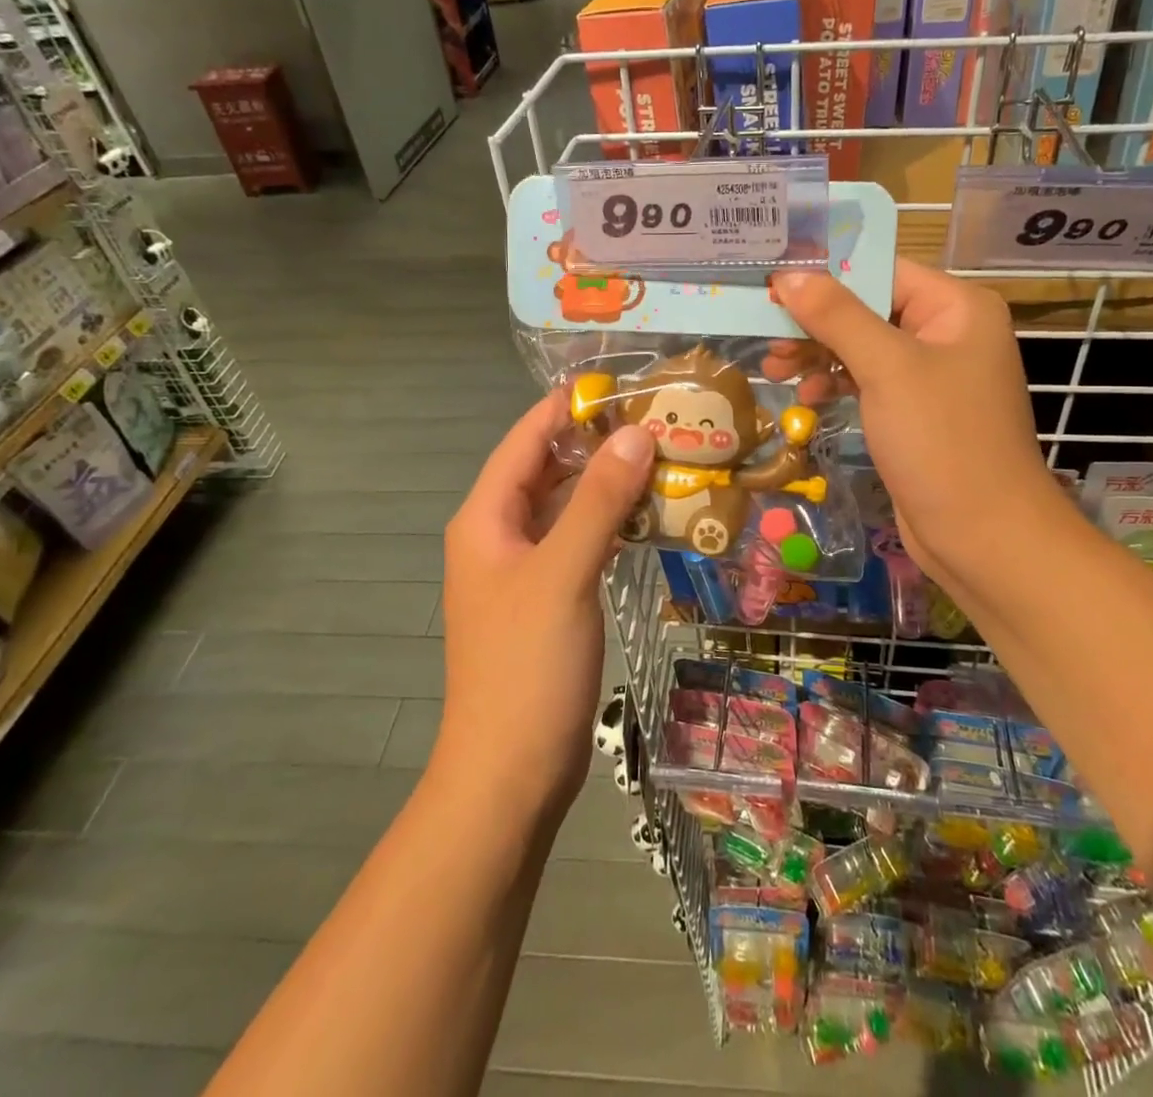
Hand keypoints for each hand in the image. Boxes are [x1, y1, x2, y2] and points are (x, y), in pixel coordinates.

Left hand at [434, 397, 654, 824]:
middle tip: (661, 418)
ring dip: (609, 482)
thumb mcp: (564, 573)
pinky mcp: (548, 598)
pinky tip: (651, 514)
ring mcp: (524, 569)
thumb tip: (636, 432)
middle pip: (547, 469)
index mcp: (487, 518)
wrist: (510, 772)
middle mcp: (500, 535)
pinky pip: (580, 541)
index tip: (624, 380)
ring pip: (567, 506)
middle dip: (598, 442)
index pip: (526, 438)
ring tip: (666, 455)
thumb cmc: (527, 666)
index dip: (568, 406)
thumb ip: (598, 500)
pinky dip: (611, 522)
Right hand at [771, 262, 1059, 601]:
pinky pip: (869, 381)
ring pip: (863, 346)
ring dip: (818, 354)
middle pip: (869, 308)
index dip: (826, 276)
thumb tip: (788, 276)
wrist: (982, 536)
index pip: (882, 270)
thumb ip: (836, 316)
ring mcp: (933, 375)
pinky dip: (837, 383)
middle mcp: (948, 333)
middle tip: (766, 335)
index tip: (772, 285)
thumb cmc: (941, 440)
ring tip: (774, 369)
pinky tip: (808, 396)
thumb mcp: (887, 368)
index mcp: (957, 307)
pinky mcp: (916, 411)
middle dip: (816, 322)